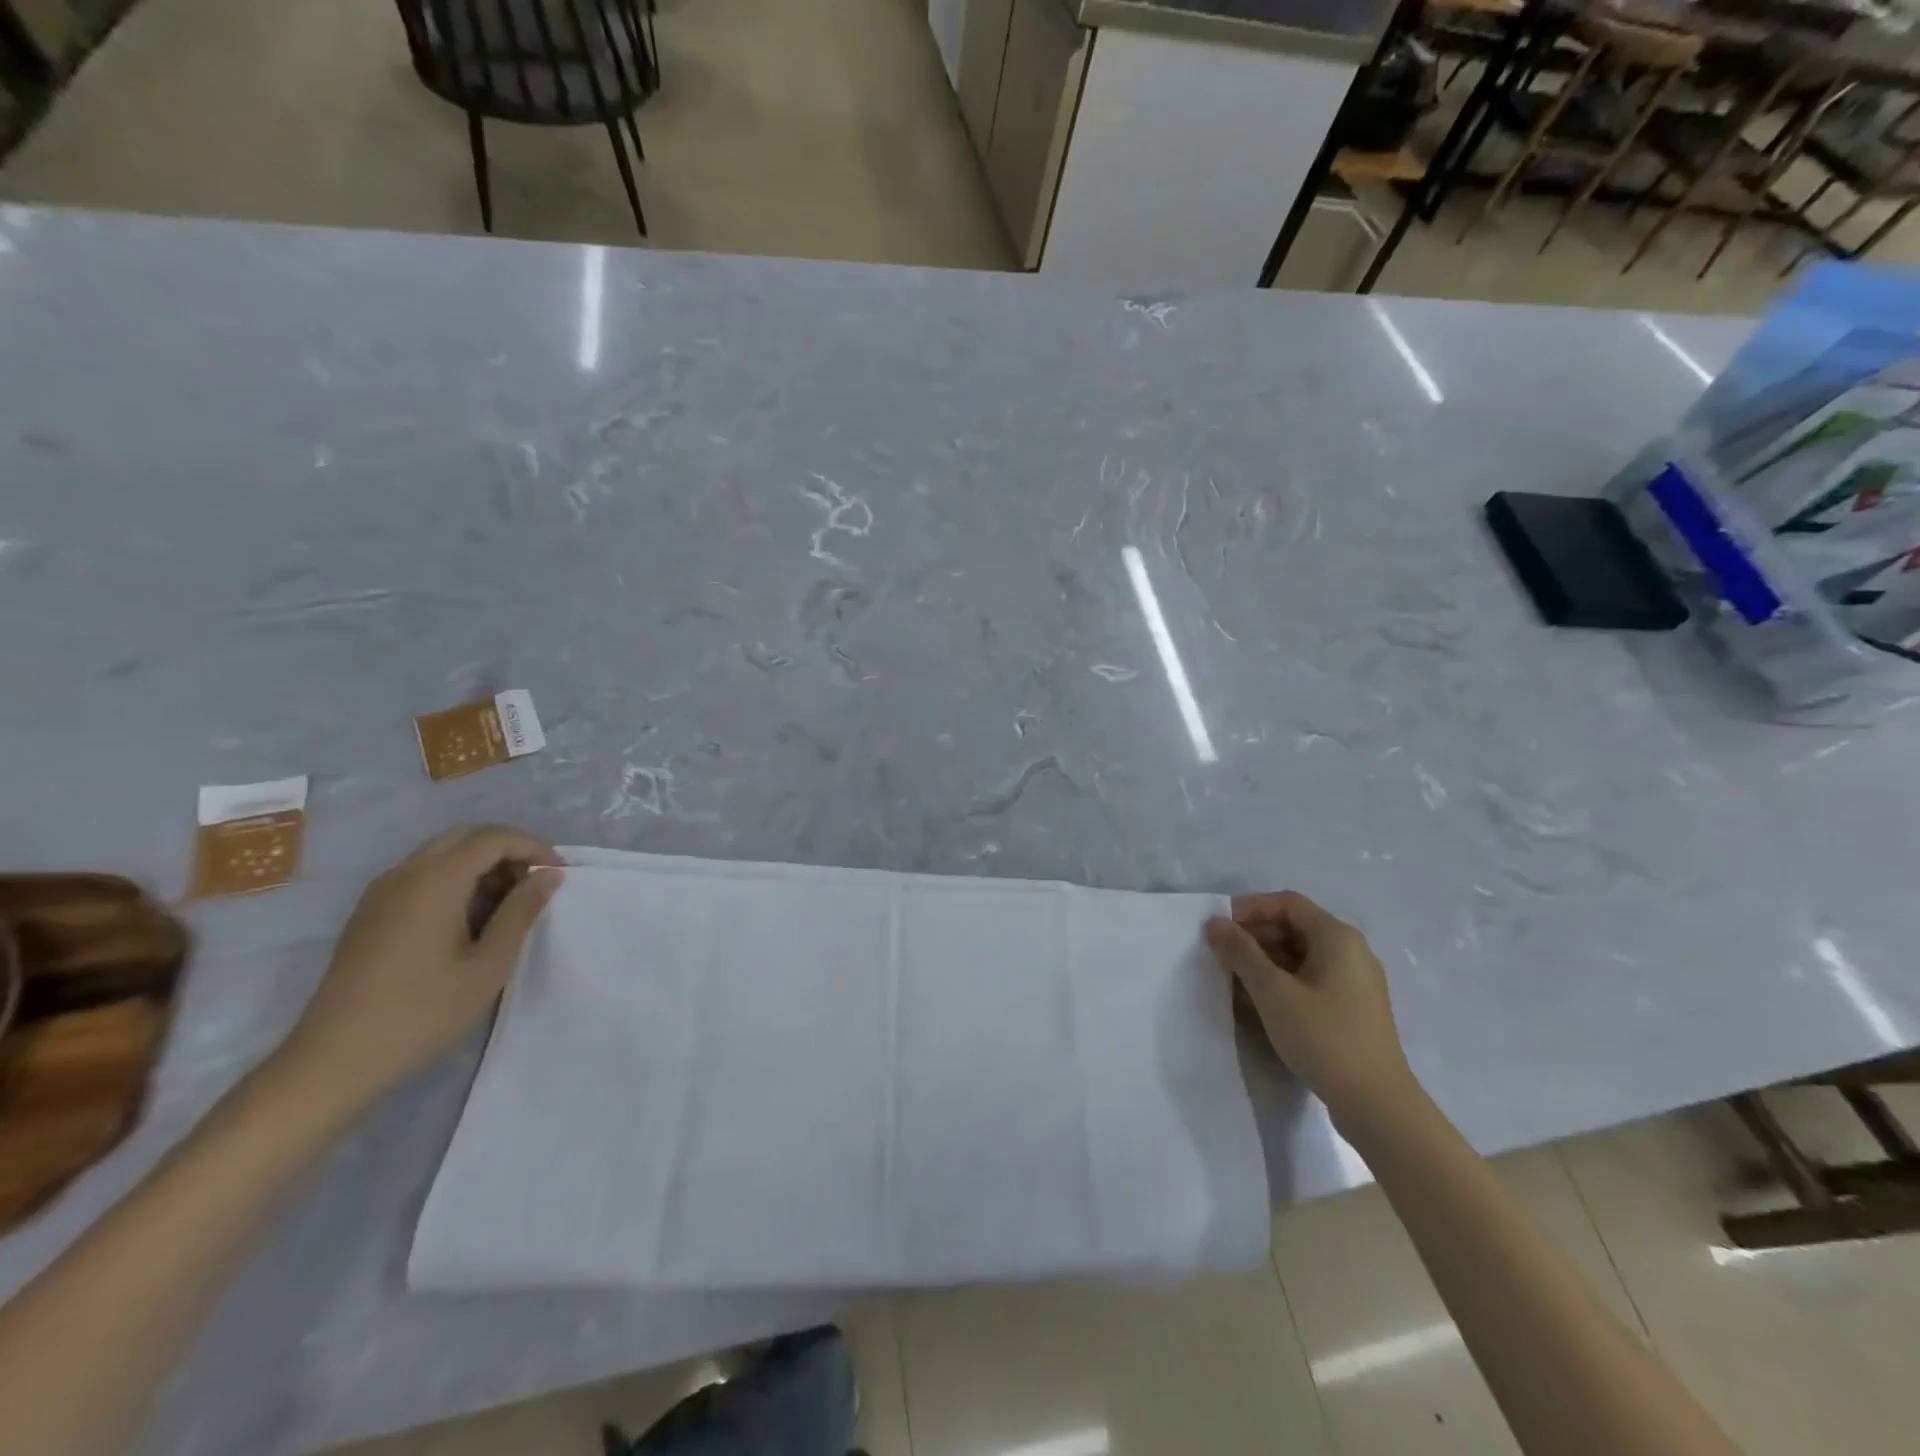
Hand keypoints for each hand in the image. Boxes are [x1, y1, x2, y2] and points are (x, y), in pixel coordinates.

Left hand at [273, 826, 561, 1114]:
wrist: (334, 1060)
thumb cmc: (423, 1011)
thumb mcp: (489, 964)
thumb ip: (521, 911)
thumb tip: (548, 874)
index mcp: (436, 880)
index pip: (494, 837)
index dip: (533, 847)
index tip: (558, 876)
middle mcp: (405, 874)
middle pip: (466, 837)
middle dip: (507, 851)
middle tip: (534, 884)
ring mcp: (381, 893)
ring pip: (442, 854)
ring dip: (481, 865)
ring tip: (507, 905)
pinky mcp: (369, 914)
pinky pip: (421, 875)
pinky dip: (454, 880)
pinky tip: (468, 920)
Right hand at [1205, 891, 1415, 1131]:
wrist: (1377, 1105)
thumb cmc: (1323, 1037)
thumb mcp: (1272, 992)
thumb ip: (1241, 953)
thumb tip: (1215, 923)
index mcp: (1337, 937)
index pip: (1287, 903)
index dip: (1250, 909)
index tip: (1219, 929)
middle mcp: (1351, 951)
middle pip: (1294, 927)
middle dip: (1254, 936)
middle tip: (1221, 956)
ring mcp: (1355, 981)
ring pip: (1301, 955)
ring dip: (1265, 961)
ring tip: (1233, 981)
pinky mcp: (1353, 1008)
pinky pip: (1311, 979)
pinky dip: (1283, 981)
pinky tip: (1259, 1003)